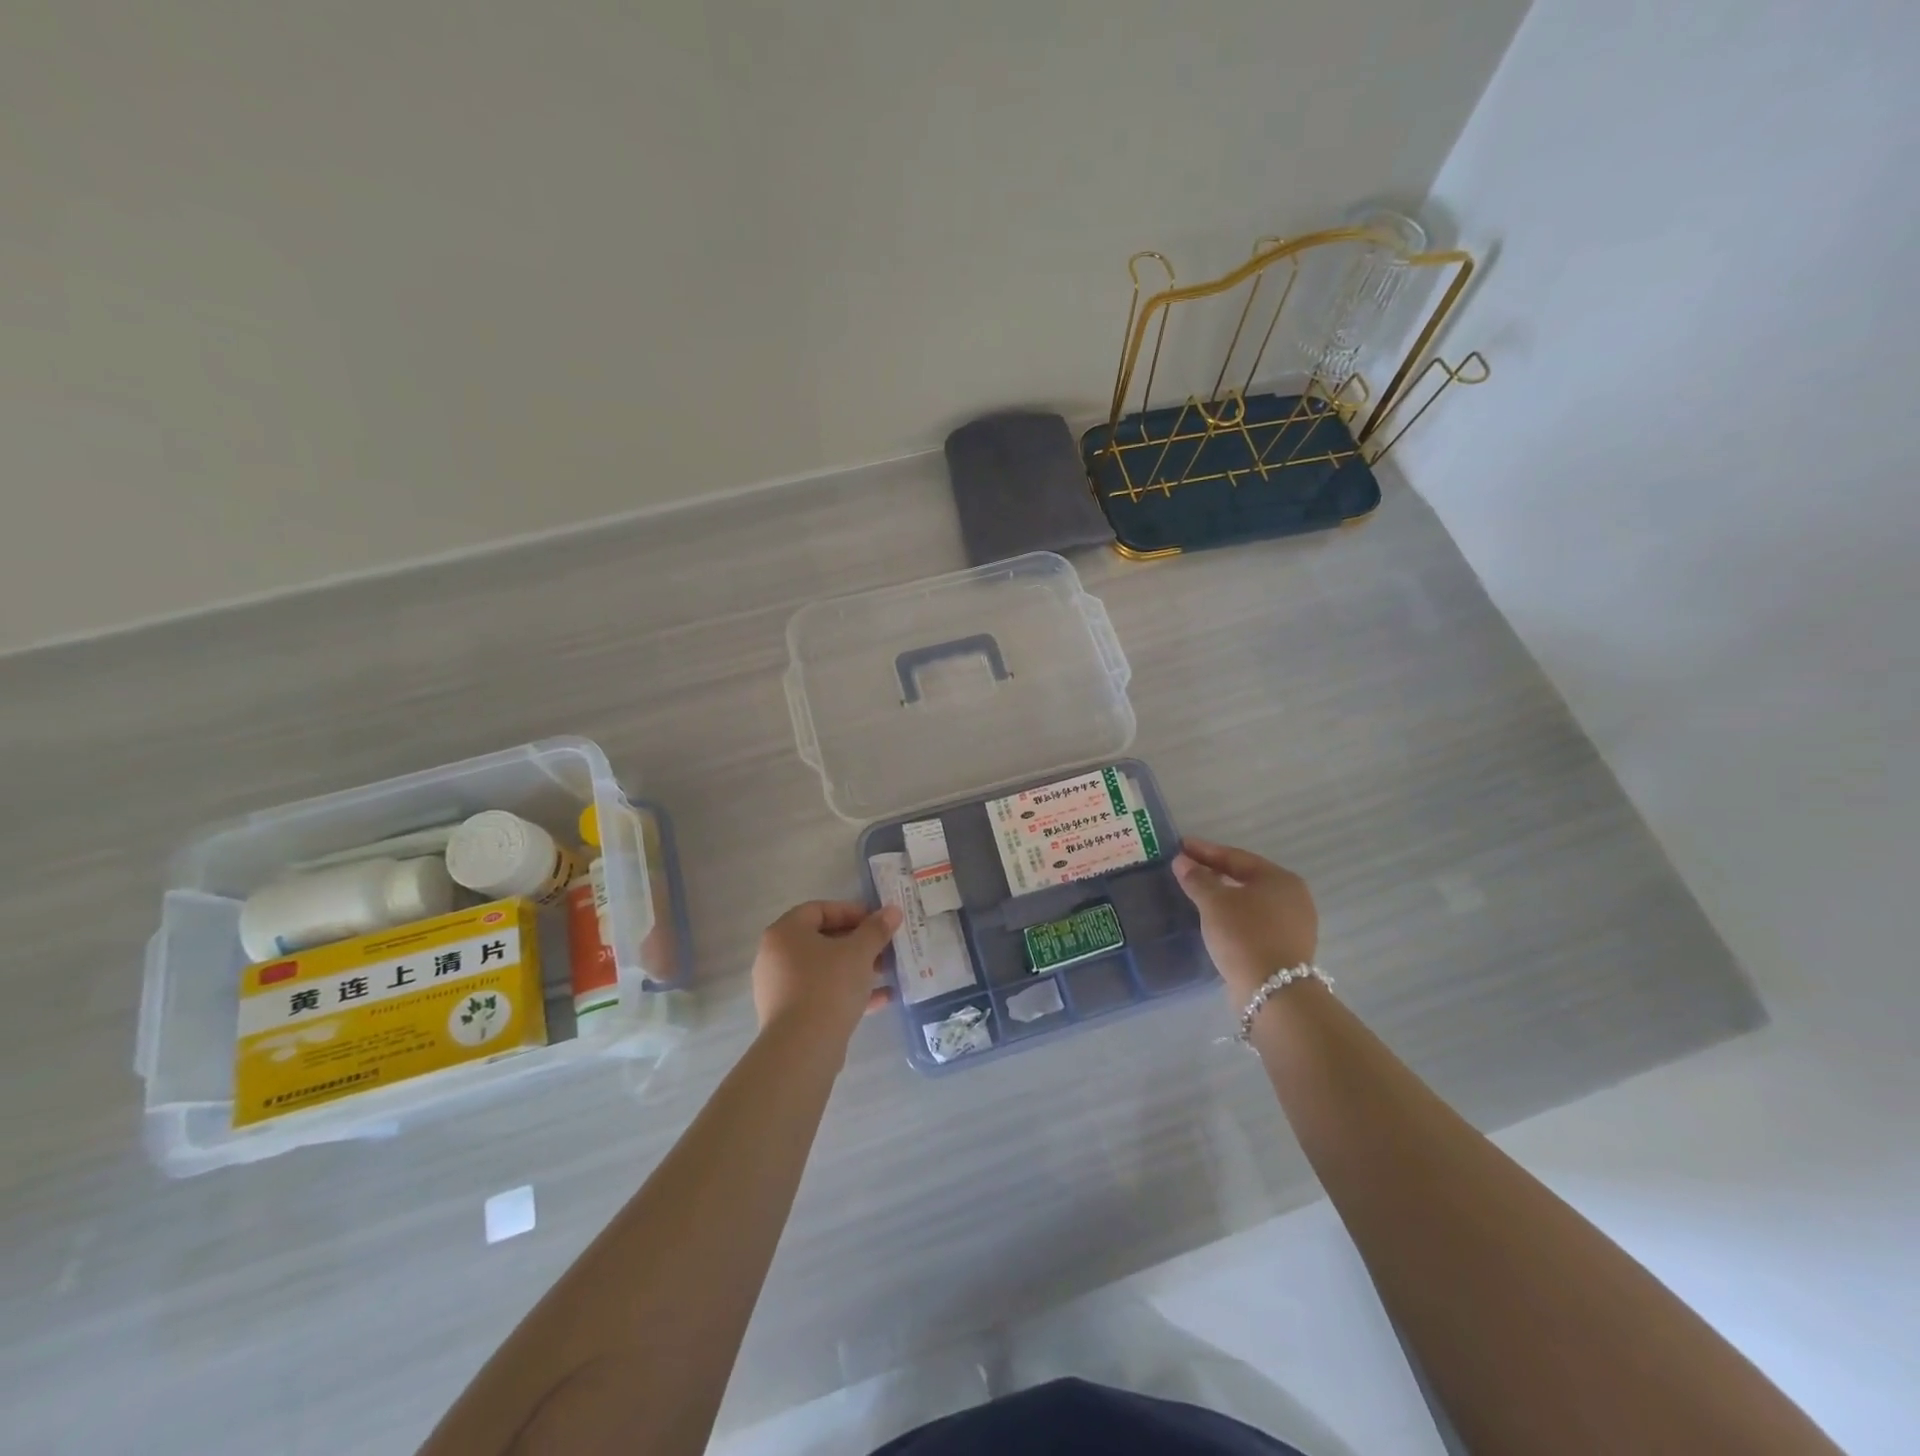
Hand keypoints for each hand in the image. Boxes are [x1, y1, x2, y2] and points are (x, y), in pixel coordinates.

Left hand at [751, 900, 901, 1045]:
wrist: (802, 1048)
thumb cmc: (828, 986)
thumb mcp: (859, 952)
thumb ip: (876, 929)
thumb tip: (892, 910)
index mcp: (785, 933)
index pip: (819, 909)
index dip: (851, 912)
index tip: (877, 922)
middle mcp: (775, 957)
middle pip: (822, 940)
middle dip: (858, 943)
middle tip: (885, 947)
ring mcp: (779, 988)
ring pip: (823, 969)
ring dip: (856, 968)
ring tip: (887, 972)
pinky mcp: (788, 1015)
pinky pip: (821, 994)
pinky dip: (847, 992)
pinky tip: (881, 999)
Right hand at [1172, 838, 1318, 1004]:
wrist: (1274, 993)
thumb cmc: (1244, 936)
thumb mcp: (1214, 903)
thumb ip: (1197, 879)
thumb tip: (1182, 861)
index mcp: (1280, 879)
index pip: (1235, 857)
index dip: (1205, 851)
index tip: (1181, 845)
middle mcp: (1293, 897)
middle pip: (1246, 878)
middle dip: (1215, 872)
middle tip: (1187, 867)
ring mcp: (1294, 924)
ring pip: (1251, 901)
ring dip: (1224, 895)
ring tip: (1198, 893)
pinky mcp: (1287, 948)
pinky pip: (1255, 921)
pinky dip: (1234, 916)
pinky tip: (1216, 919)